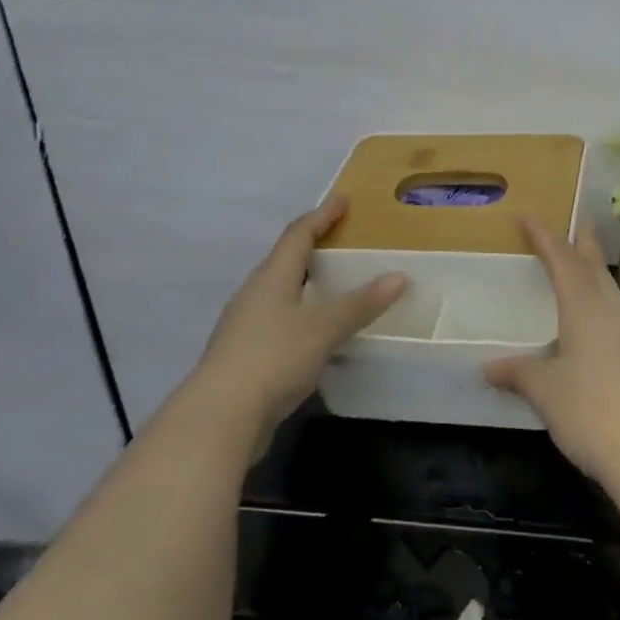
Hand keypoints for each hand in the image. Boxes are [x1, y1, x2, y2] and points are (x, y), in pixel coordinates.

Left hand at [190, 197, 405, 457]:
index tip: (343, 200)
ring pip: (281, 294)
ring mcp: (246, 327)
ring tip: (336, 286)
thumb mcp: (324, 329)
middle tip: (343, 242)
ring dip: (307, 285)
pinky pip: (280, 323)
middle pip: (285, 261)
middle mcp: (254, 295)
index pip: (298, 235)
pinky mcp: (246, 356)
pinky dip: (303, 316)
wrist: (219, 418)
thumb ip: (360, 304)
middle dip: (313, 248)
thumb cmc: (272, 359)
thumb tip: (399, 276)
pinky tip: (319, 333)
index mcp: (271, 278)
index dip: (321, 215)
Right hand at [484, 217, 619, 487]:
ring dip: (597, 276)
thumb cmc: (592, 412)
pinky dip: (604, 308)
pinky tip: (599, 327)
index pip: (563, 262)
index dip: (545, 238)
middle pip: (596, 270)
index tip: (530, 217)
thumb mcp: (546, 392)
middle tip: (580, 224)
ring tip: (585, 270)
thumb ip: (519, 374)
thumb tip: (489, 367)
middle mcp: (613, 315)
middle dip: (584, 246)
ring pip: (612, 294)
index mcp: (586, 310)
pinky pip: (619, 320)